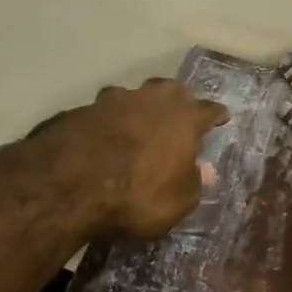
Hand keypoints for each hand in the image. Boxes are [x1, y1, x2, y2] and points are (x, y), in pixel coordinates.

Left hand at [38, 78, 230, 240]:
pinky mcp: (82, 109)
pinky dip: (108, 119)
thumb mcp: (177, 201)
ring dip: (140, 105)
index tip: (222, 116)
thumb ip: (194, 183)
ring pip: (135, 95)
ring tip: (139, 119)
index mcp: (184, 118)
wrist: (68, 182)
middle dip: (179, 99)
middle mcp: (153, 100)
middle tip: (181, 111)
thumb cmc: (137, 194)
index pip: (208, 110)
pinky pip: (104, 110)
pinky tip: (103, 132)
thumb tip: (206, 170)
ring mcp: (115, 100)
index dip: (216, 115)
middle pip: (171, 89)